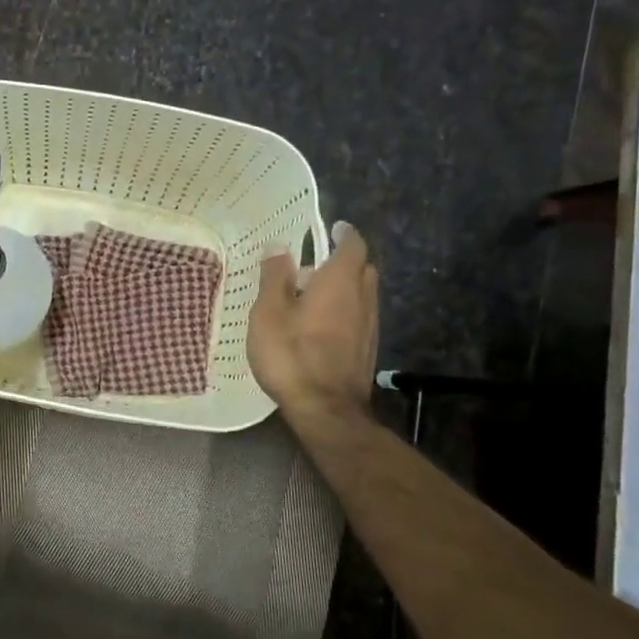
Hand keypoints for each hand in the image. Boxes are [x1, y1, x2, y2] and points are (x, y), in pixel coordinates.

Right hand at [247, 221, 379, 418]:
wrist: (325, 409)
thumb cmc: (292, 355)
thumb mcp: (269, 313)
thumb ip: (275, 276)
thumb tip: (278, 245)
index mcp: (339, 281)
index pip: (352, 245)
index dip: (344, 234)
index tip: (332, 229)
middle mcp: (362, 298)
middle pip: (362, 269)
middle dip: (343, 262)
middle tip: (313, 269)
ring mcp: (369, 326)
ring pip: (362, 294)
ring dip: (344, 289)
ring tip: (311, 300)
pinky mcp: (367, 349)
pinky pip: (359, 317)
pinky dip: (345, 312)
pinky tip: (321, 328)